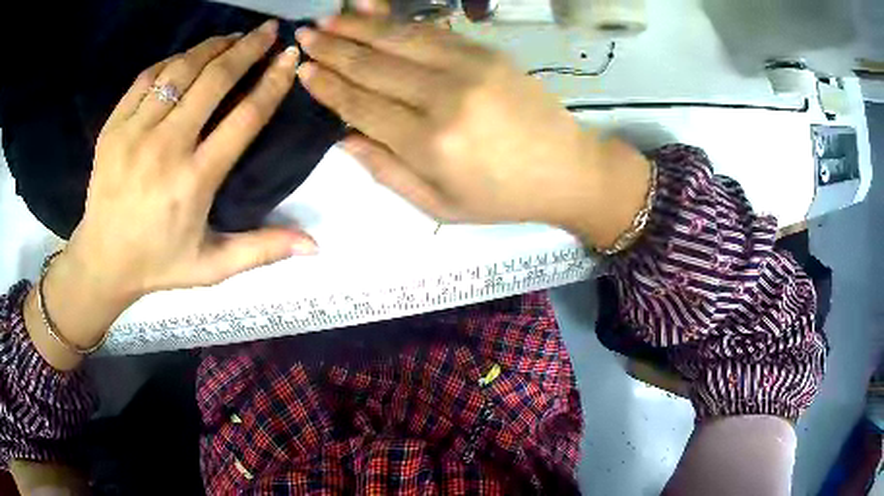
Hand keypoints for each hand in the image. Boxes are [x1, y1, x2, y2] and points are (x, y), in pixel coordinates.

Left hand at [70, 20, 314, 297]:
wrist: (102, 261)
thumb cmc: (159, 263)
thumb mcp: (212, 267)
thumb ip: (261, 251)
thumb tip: (315, 246)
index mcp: (194, 182)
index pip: (244, 118)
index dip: (272, 83)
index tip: (290, 57)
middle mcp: (165, 149)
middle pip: (214, 81)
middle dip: (247, 49)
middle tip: (268, 31)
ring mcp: (134, 134)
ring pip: (180, 71)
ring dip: (211, 47)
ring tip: (232, 36)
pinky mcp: (113, 127)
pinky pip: (147, 78)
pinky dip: (172, 61)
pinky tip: (188, 57)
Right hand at [294, 12, 650, 244]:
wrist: (567, 169)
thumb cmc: (501, 196)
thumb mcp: (439, 204)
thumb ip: (386, 170)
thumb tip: (342, 136)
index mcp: (428, 144)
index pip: (360, 105)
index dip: (327, 86)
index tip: (302, 70)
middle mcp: (443, 98)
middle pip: (373, 66)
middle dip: (332, 49)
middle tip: (304, 36)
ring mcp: (467, 68)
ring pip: (398, 40)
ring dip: (357, 27)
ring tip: (327, 19)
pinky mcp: (486, 53)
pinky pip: (431, 30)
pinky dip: (396, 18)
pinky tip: (371, 8)